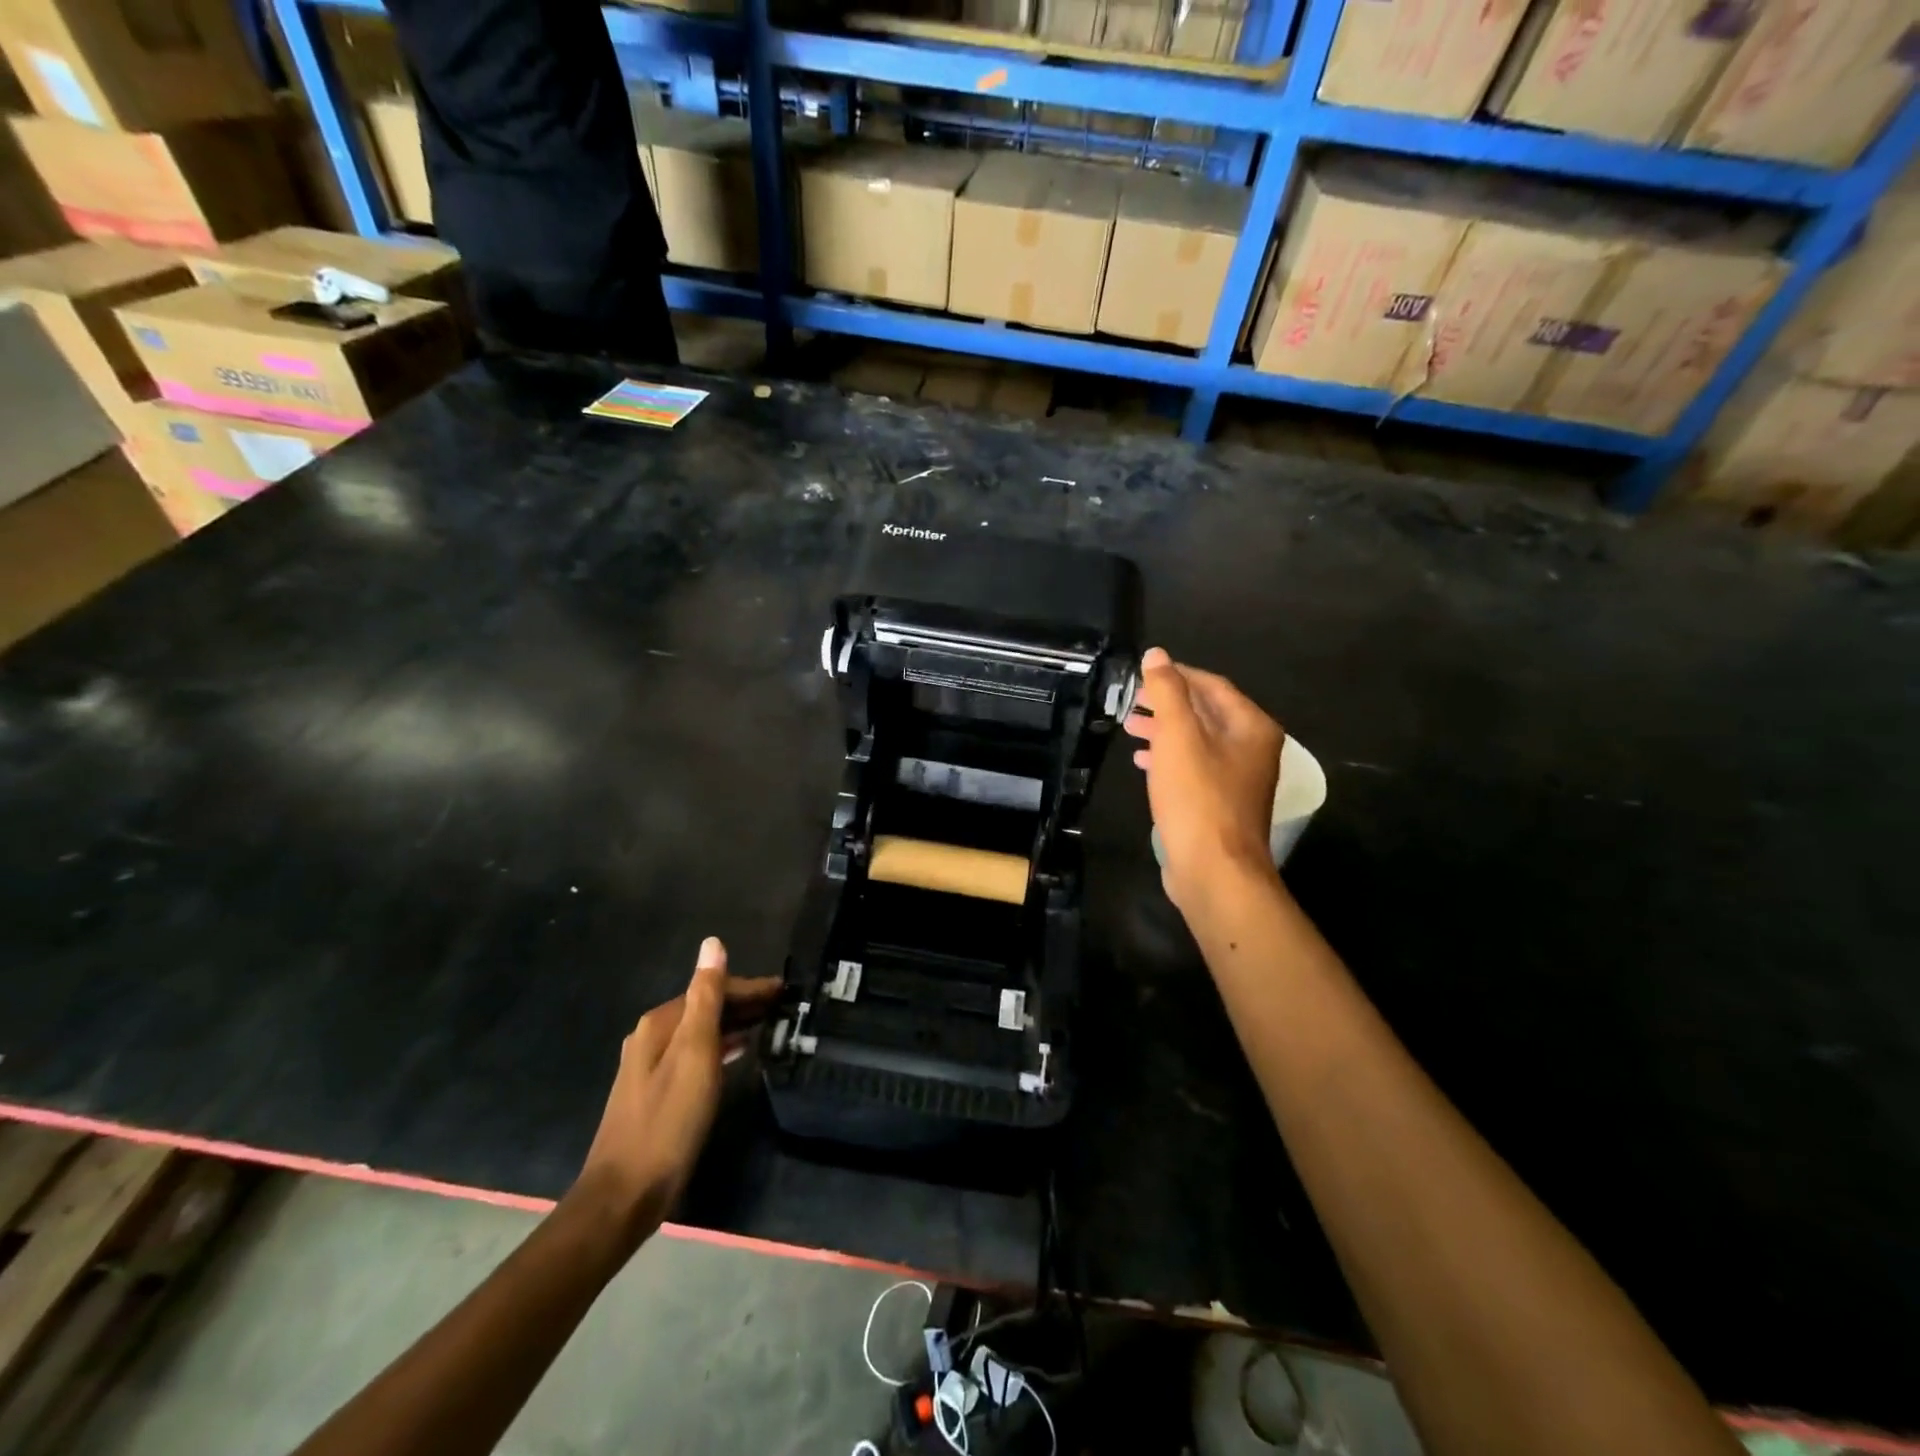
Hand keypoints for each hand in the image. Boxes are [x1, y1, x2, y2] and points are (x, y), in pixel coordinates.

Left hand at [574, 938, 779, 1246]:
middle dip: (743, 1003)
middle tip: (783, 1007)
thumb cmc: (669, 1120)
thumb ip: (706, 997)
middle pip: (704, 1007)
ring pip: (700, 1031)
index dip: (749, 988)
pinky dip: (720, 1046)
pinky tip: (736, 1055)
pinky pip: (695, 1053)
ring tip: (768, 1026)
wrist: (625, 1194)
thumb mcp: (695, 1053)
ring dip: (734, 1024)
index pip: (712, 989)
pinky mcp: (654, 1091)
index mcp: (660, 1023)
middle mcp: (651, 1036)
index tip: (785, 991)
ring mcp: (649, 1065)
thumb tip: (712, 943)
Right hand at [1125, 647, 1284, 911]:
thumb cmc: (1197, 798)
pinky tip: (1142, 761)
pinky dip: (1168, 758)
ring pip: (1197, 741)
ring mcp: (1238, 779)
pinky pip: (1194, 768)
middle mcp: (1252, 749)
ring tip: (1130, 727)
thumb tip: (1157, 654)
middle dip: (1167, 703)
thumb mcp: (1177, 736)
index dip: (1177, 674)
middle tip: (1131, 700)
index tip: (1142, 673)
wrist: (1214, 871)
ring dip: (1164, 730)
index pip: (1212, 685)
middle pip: (1206, 712)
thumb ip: (1167, 692)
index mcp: (1251, 727)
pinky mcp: (1221, 804)